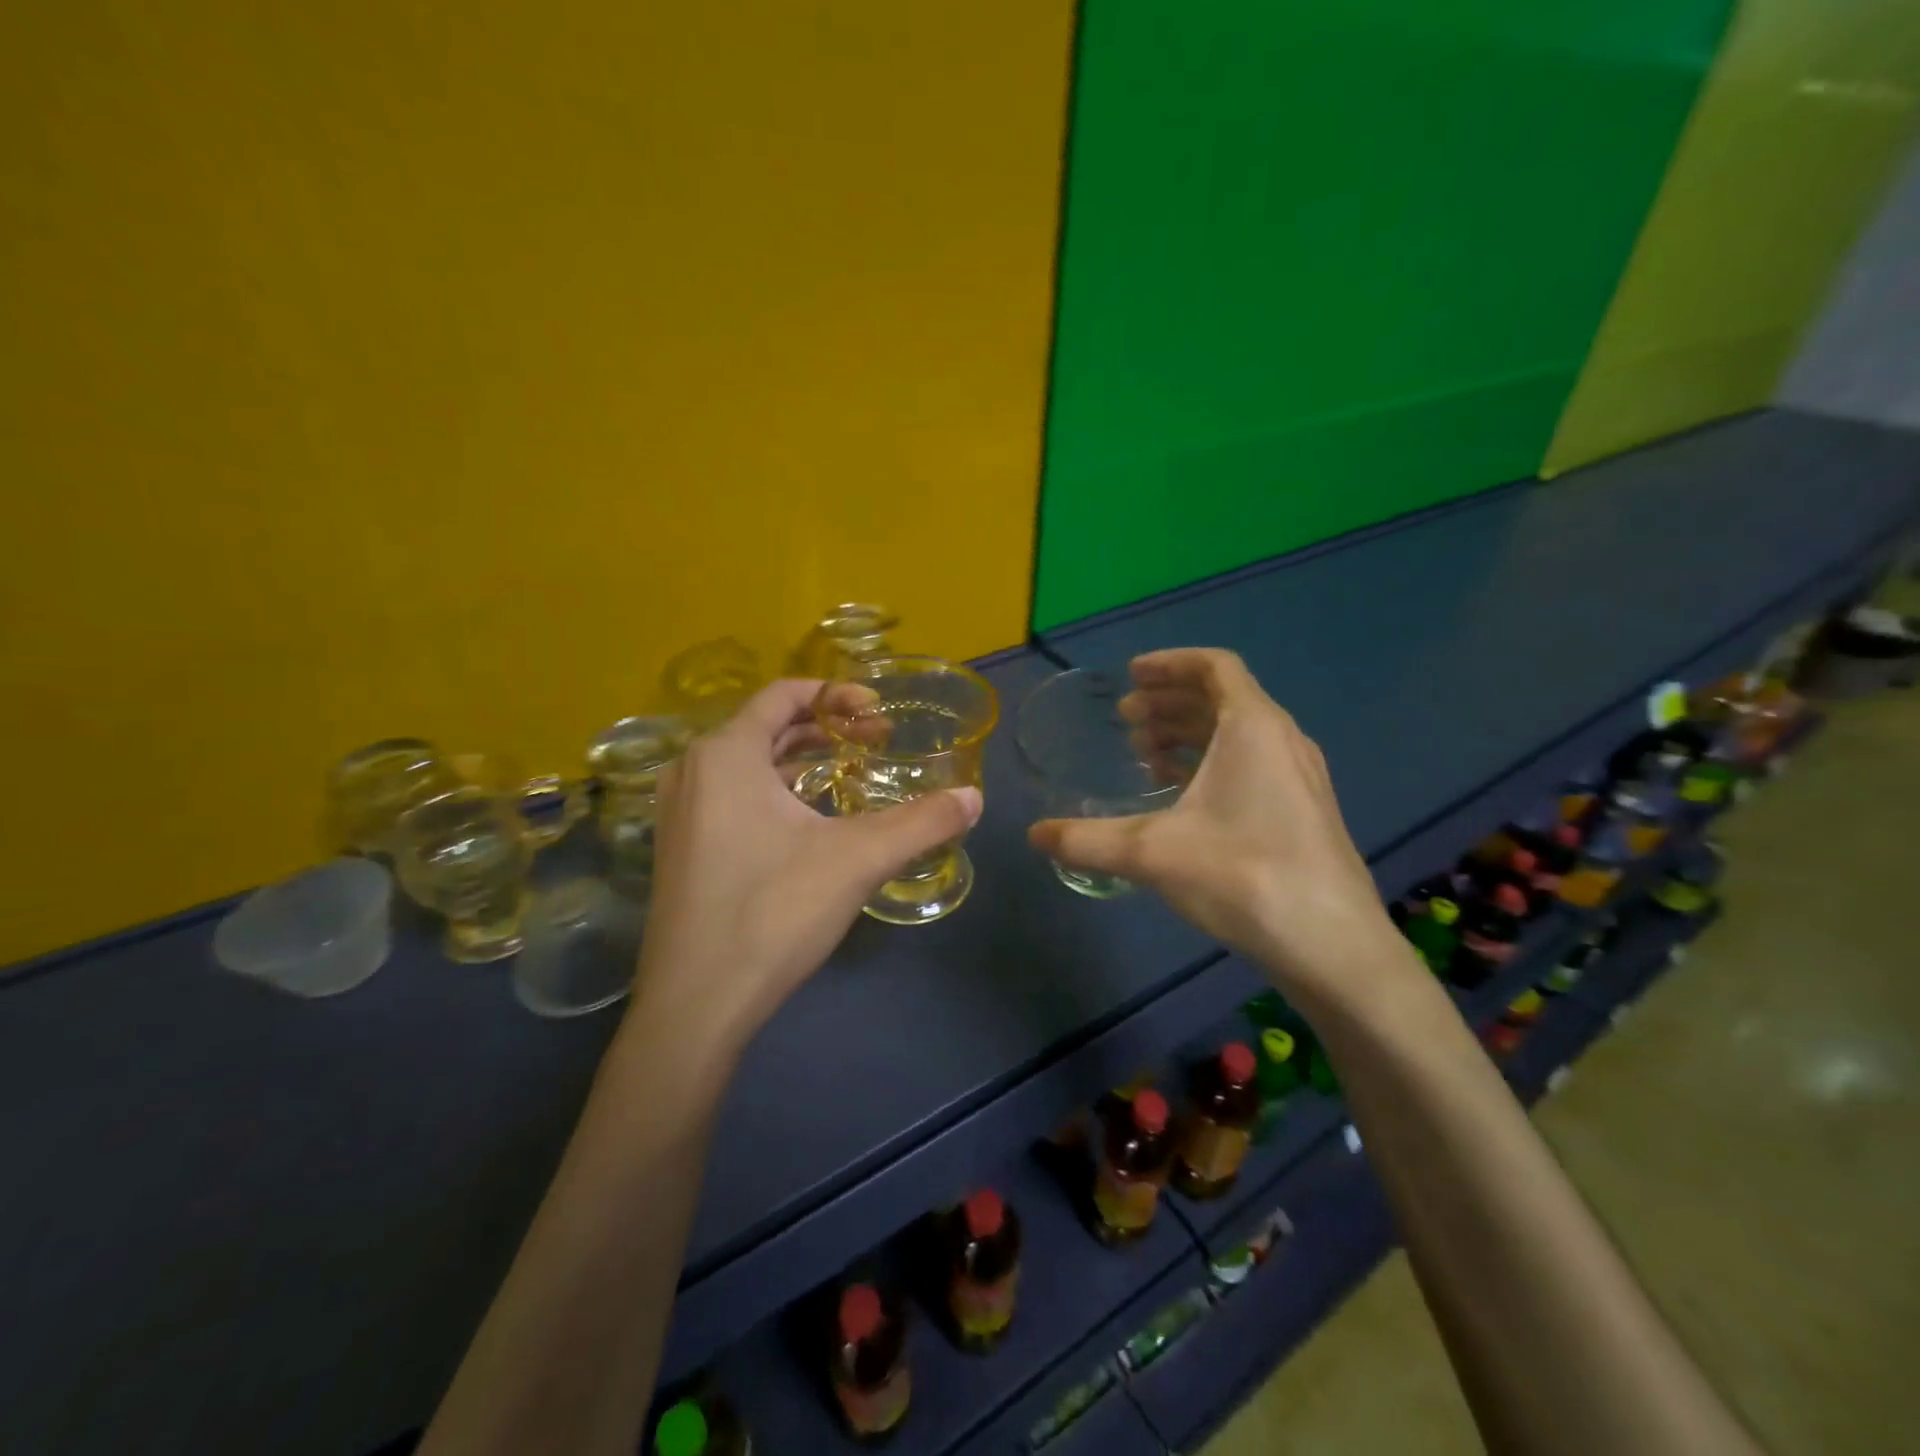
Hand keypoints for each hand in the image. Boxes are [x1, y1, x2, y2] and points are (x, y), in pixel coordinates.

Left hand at [630, 679, 983, 1054]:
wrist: (697, 1005)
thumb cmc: (773, 912)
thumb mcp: (858, 859)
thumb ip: (922, 822)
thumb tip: (974, 799)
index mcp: (725, 754)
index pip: (783, 695)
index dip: (836, 695)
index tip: (878, 713)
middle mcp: (693, 771)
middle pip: (766, 727)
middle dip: (825, 728)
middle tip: (876, 741)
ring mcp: (679, 812)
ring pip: (748, 764)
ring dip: (801, 760)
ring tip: (849, 772)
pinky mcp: (680, 848)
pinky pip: (731, 795)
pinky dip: (774, 790)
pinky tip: (810, 819)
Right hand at [1029, 648, 1408, 1007]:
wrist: (1332, 944)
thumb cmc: (1243, 875)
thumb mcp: (1152, 853)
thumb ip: (1087, 841)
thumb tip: (1034, 835)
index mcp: (1253, 727)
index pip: (1214, 667)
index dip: (1170, 664)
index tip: (1130, 676)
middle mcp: (1281, 740)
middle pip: (1222, 698)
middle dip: (1169, 701)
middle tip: (1126, 719)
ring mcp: (1298, 776)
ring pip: (1237, 734)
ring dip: (1188, 732)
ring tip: (1145, 753)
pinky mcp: (1302, 810)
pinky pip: (1250, 763)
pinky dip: (1210, 763)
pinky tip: (1181, 795)